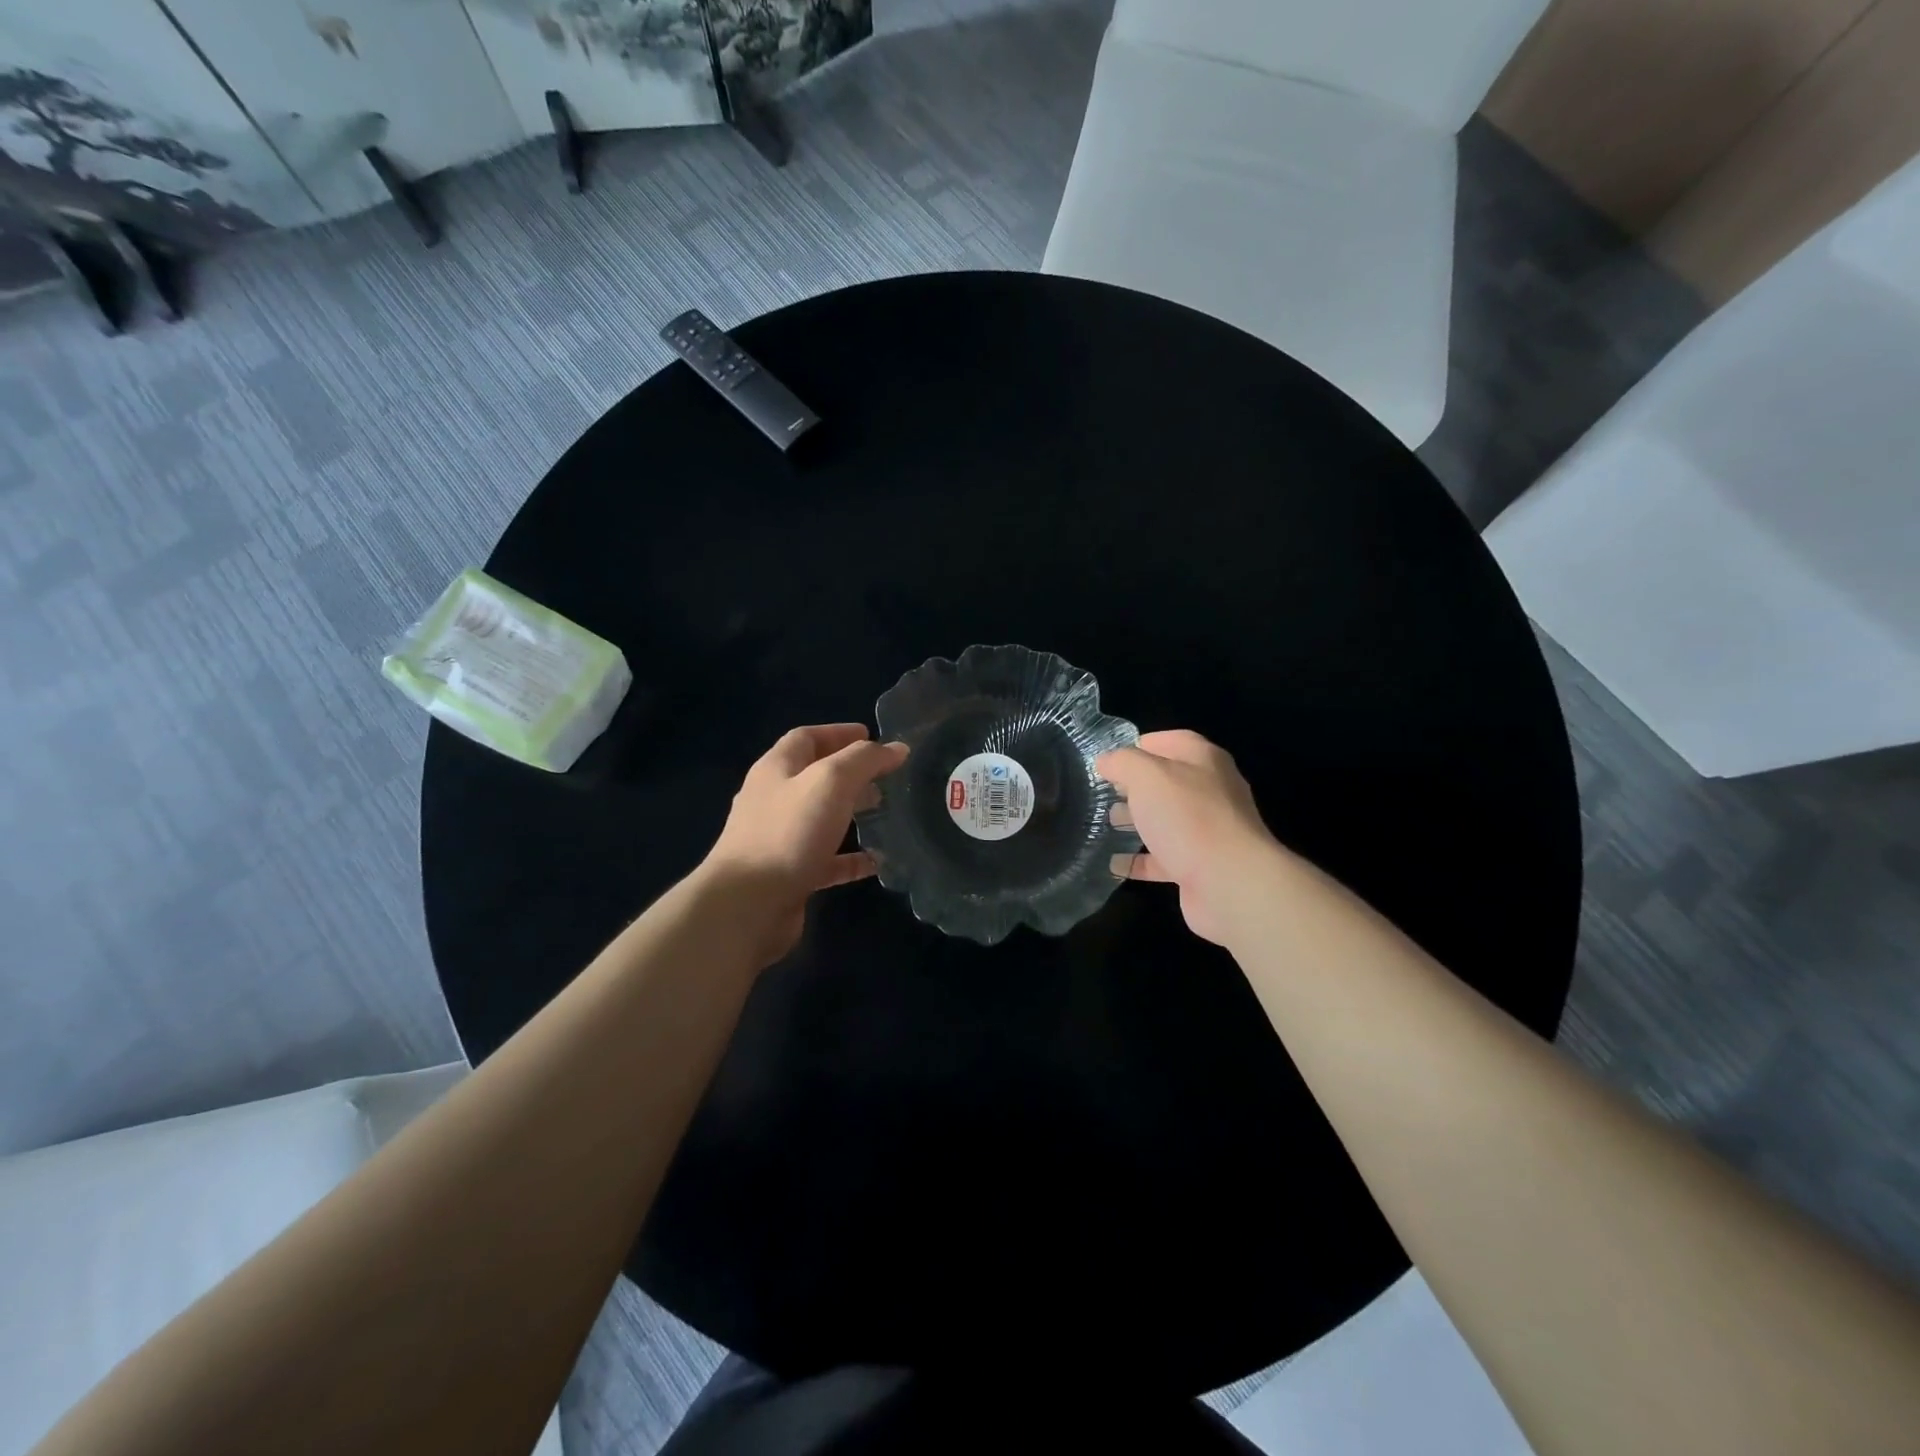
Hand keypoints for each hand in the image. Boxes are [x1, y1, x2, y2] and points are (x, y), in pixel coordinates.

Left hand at [701, 723, 908, 964]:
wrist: (747, 904)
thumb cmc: (788, 832)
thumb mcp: (831, 782)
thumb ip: (864, 760)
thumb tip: (896, 748)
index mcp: (776, 769)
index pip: (806, 738)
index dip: (838, 733)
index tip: (871, 736)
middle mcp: (773, 800)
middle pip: (813, 777)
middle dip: (849, 773)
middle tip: (884, 777)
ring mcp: (778, 839)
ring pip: (820, 818)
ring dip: (850, 813)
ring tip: (884, 812)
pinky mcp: (788, 874)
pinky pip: (825, 860)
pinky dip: (849, 858)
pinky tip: (876, 862)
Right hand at [1097, 730, 1280, 945]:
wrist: (1230, 883)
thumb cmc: (1188, 817)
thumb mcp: (1147, 776)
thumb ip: (1123, 762)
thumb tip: (1106, 761)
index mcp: (1204, 761)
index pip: (1171, 741)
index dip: (1140, 745)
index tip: (1109, 758)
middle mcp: (1210, 791)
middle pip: (1168, 782)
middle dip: (1134, 786)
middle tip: (1101, 792)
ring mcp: (1207, 831)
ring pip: (1165, 820)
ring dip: (1136, 821)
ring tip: (1103, 823)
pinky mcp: (1200, 866)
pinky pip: (1163, 858)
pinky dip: (1139, 861)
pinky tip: (1113, 864)